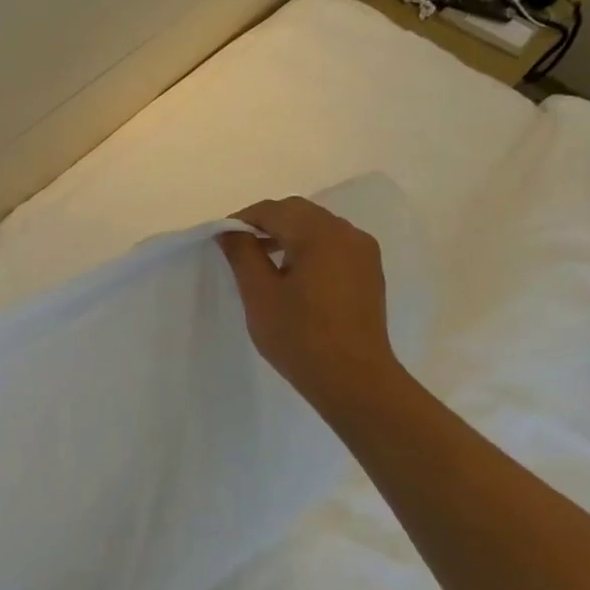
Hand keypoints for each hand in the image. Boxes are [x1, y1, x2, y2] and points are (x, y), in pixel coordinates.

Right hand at [217, 197, 403, 414]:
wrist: (353, 378)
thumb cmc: (299, 336)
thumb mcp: (259, 294)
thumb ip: (243, 254)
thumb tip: (229, 232)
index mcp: (319, 235)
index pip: (273, 210)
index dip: (242, 220)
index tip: (221, 239)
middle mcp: (347, 234)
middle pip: (298, 212)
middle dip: (266, 222)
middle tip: (238, 247)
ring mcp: (363, 252)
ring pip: (317, 226)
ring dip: (287, 234)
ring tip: (261, 261)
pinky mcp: (368, 272)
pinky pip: (332, 244)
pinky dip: (307, 247)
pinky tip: (291, 274)